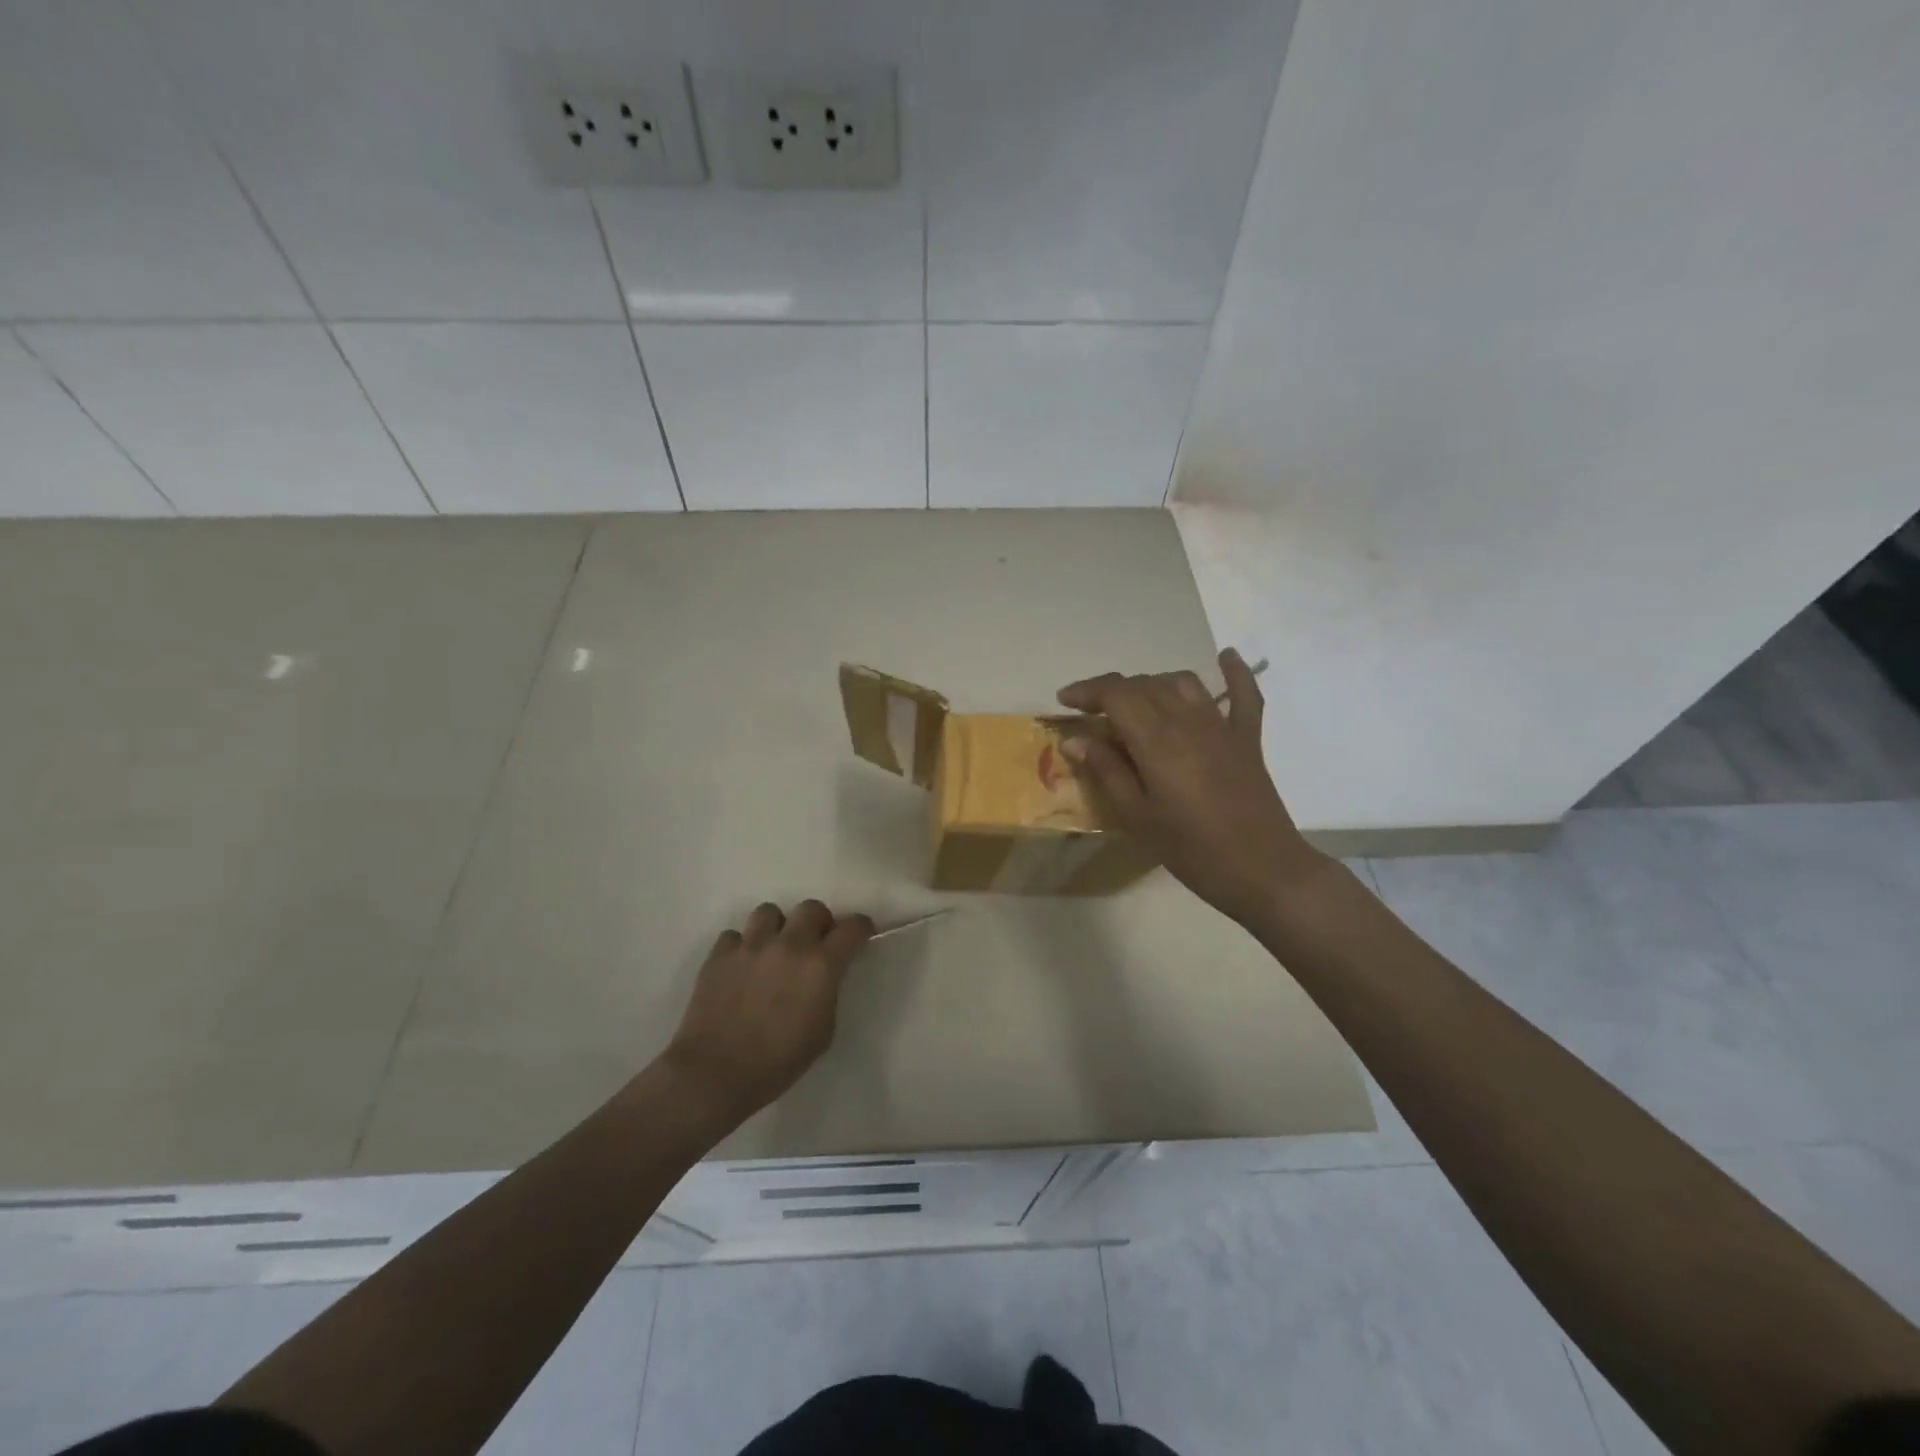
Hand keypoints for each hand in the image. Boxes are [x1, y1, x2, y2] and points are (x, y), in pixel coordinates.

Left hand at [662, 900, 874, 1126]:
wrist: (716, 1073)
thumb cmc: (779, 1062)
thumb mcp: (823, 1032)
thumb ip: (828, 993)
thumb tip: (823, 978)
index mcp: (821, 965)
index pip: (852, 928)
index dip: (861, 927)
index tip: (861, 933)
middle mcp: (789, 945)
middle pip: (811, 907)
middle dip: (818, 921)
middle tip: (814, 942)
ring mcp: (751, 946)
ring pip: (769, 912)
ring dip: (777, 927)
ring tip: (772, 949)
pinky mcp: (719, 955)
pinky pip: (734, 936)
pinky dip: (741, 947)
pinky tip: (740, 967)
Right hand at [1057, 648, 1328, 924]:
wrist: (1263, 870)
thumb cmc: (1192, 850)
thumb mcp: (1136, 817)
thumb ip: (1106, 771)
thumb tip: (1076, 738)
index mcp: (1157, 740)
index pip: (1117, 694)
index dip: (1087, 690)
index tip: (1065, 702)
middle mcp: (1188, 721)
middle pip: (1145, 685)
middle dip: (1113, 692)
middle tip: (1092, 716)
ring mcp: (1222, 726)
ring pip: (1182, 683)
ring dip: (1152, 685)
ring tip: (1135, 704)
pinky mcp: (1247, 739)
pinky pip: (1244, 695)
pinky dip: (1234, 673)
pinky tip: (1227, 657)